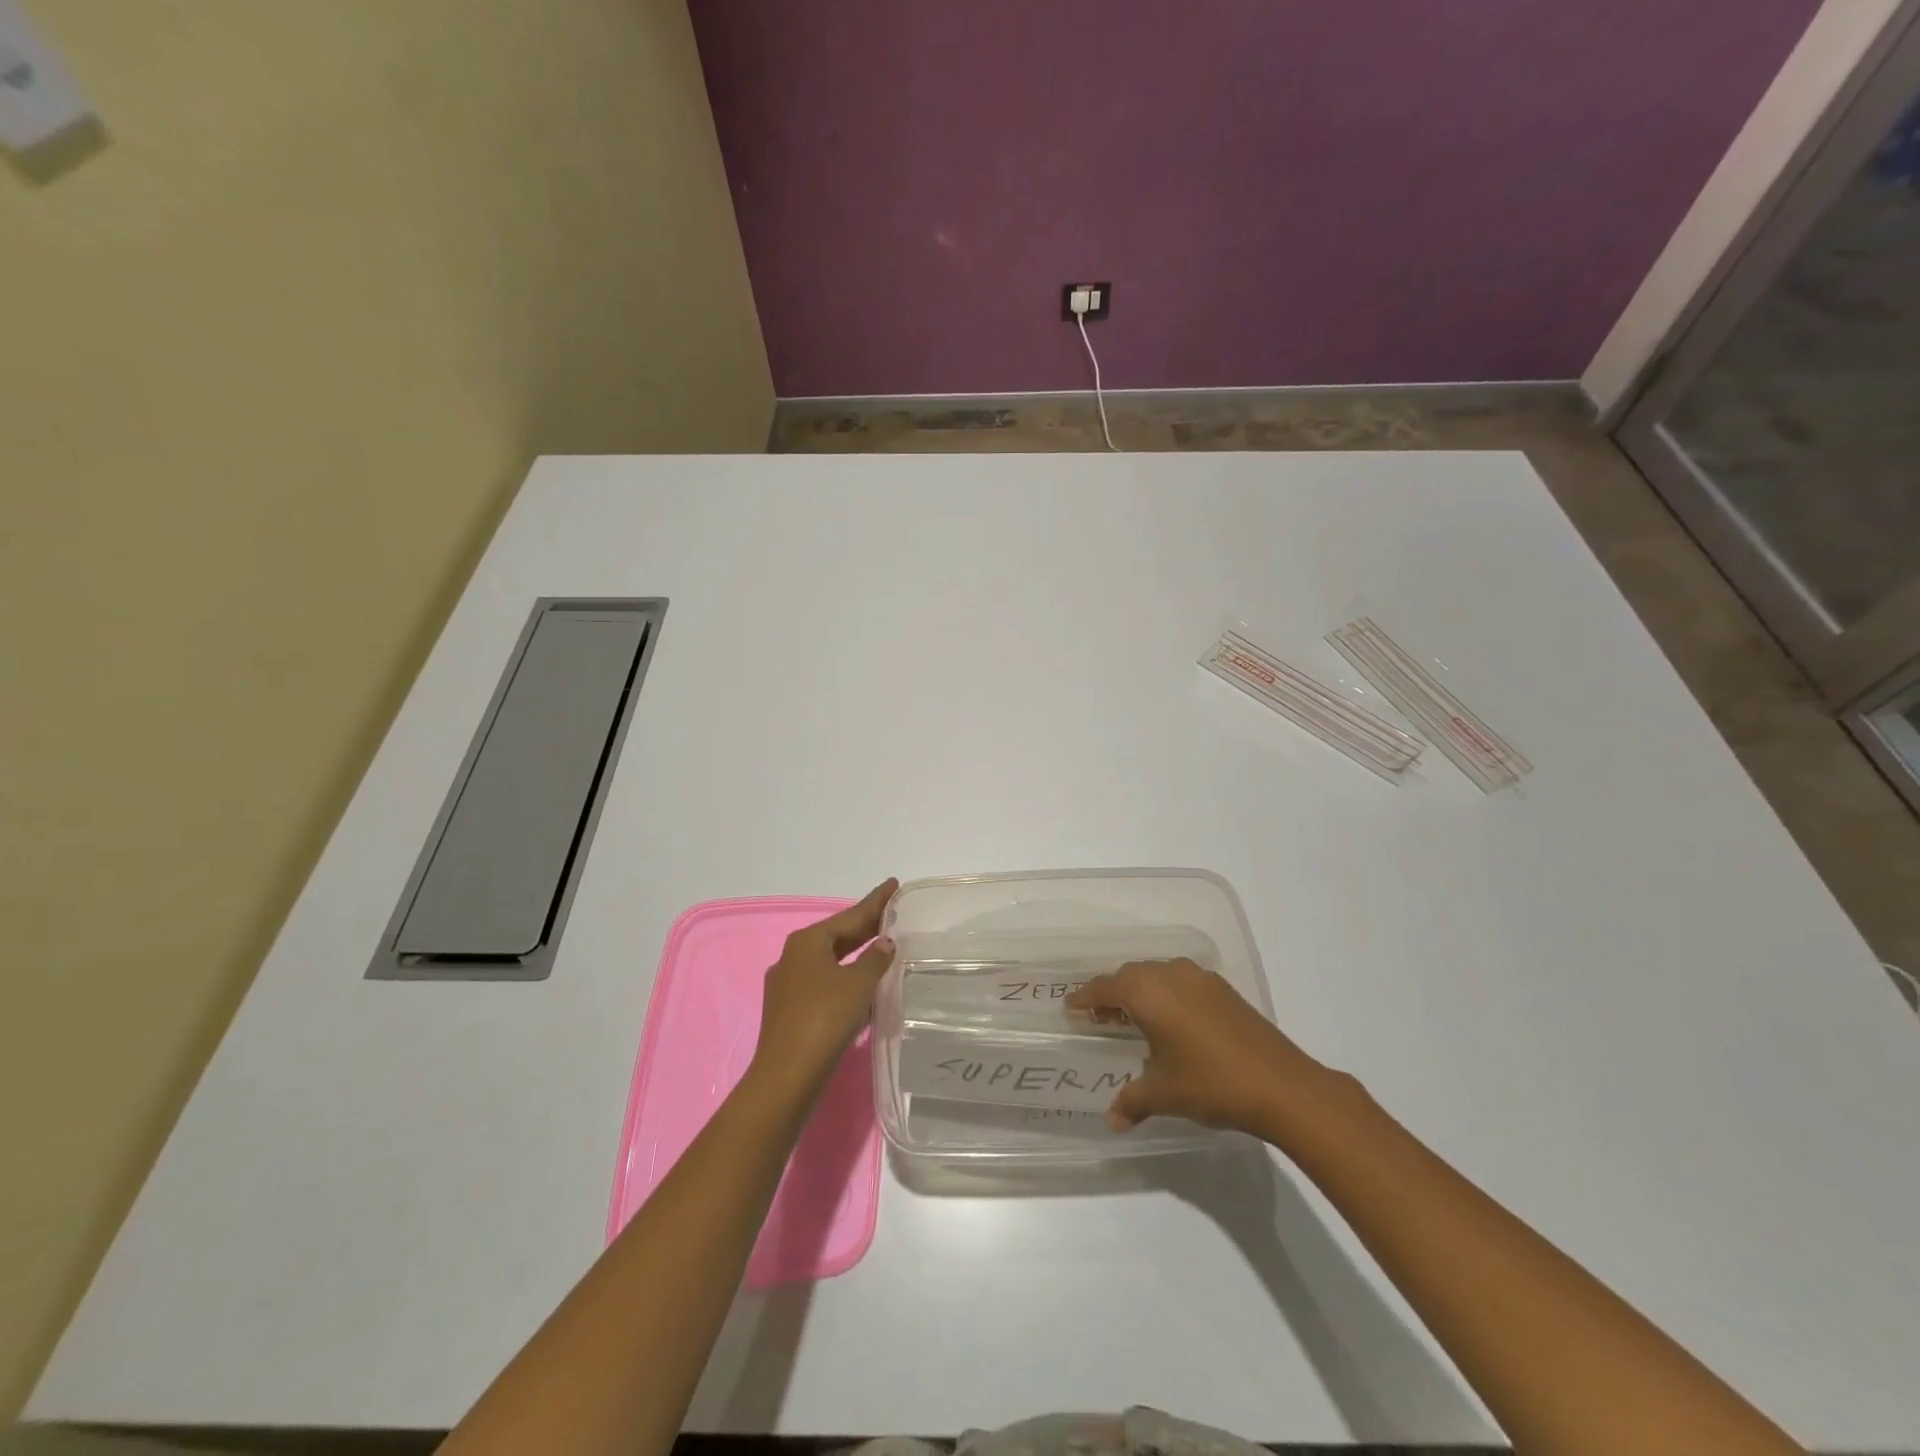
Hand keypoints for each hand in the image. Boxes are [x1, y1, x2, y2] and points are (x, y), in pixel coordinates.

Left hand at [749, 879, 897, 1101]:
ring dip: (855, 954)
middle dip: (865, 927)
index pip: (850, 915)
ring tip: (882, 946)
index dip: (875, 901)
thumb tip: (884, 943)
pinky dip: (844, 977)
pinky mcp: (789, 1010)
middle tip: (893, 915)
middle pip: (837, 936)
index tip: (893, 884)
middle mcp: (792, 956)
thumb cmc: (825, 1018)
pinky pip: (823, 982)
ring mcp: (787, 984)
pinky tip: (861, 985)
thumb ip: (875, 960)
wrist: (787, 1074)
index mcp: (808, 941)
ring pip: (829, 960)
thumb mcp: (858, 984)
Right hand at [1068, 958, 1334, 1137]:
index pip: (1104, 987)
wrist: (1282, 1086)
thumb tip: (1112, 1120)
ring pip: (1157, 975)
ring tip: (1135, 1019)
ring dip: (1141, 991)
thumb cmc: (1211, 1084)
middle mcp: (1170, 974)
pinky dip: (1167, 994)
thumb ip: (1132, 1101)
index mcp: (1148, 992)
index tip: (1070, 1007)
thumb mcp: (1164, 1094)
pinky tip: (1172, 1022)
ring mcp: (1200, 978)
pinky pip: (1181, 981)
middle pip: (1130, 975)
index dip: (1085, 998)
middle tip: (1100, 1018)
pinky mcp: (1223, 989)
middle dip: (1112, 994)